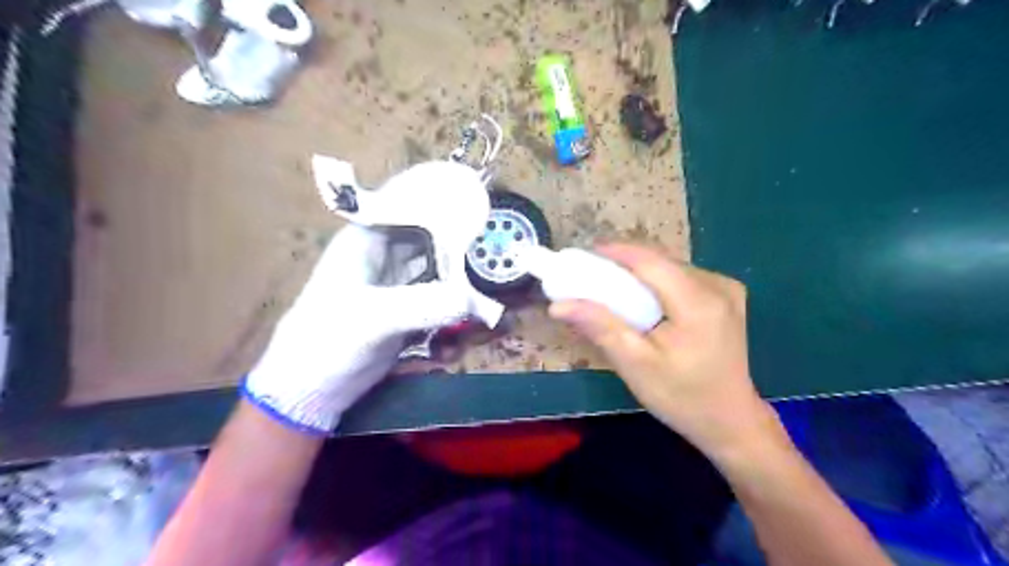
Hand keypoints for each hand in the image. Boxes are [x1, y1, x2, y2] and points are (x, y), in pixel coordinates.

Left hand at [245, 223, 477, 430]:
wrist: (313, 389)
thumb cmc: (327, 340)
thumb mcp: (372, 318)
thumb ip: (422, 305)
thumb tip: (473, 300)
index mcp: (368, 239)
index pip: (409, 201)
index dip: (442, 197)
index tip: (482, 202)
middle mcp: (386, 254)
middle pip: (433, 234)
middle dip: (464, 241)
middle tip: (499, 250)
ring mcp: (399, 282)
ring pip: (441, 267)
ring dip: (465, 277)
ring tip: (494, 287)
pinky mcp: (409, 308)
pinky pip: (442, 296)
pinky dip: (458, 304)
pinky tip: (472, 318)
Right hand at [551, 246, 778, 460]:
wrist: (731, 422)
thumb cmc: (682, 397)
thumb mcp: (635, 365)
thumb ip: (600, 328)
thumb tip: (558, 305)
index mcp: (699, 301)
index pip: (650, 261)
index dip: (614, 251)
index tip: (582, 255)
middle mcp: (718, 285)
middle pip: (660, 261)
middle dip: (623, 264)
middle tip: (590, 276)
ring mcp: (727, 289)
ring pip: (670, 267)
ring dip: (639, 273)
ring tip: (610, 287)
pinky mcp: (727, 297)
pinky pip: (682, 278)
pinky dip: (656, 283)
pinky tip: (641, 300)